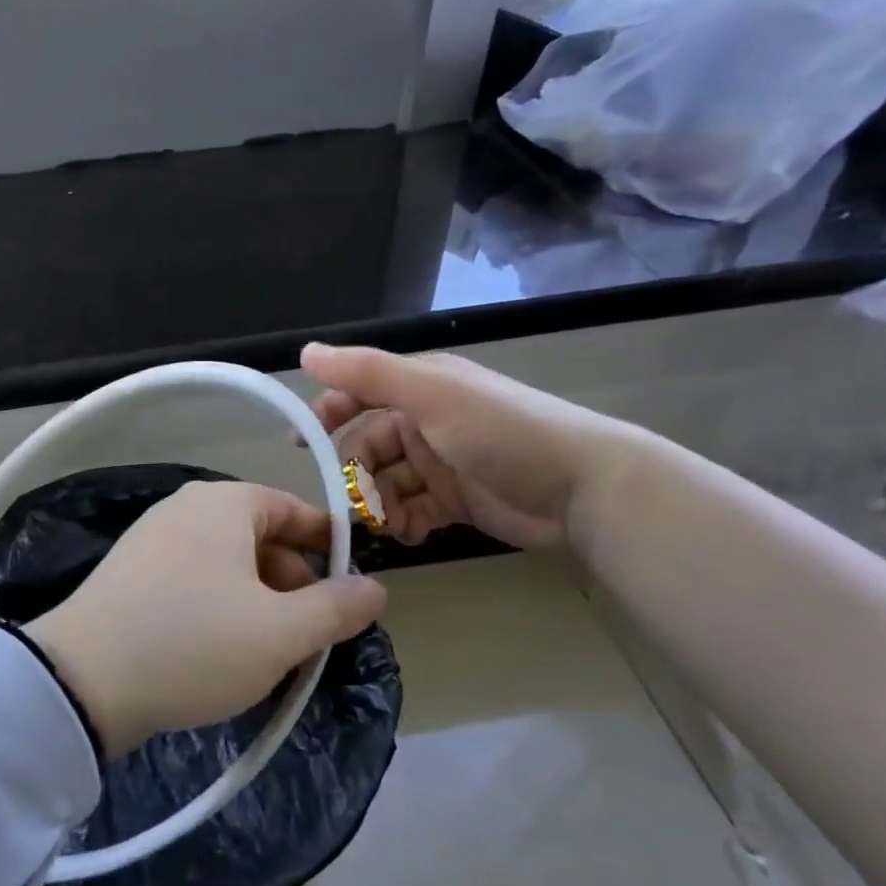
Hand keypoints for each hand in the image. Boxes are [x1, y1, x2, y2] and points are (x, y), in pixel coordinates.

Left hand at [26, 481, 386, 758]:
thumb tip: (375, 588)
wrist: (84, 679)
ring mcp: (152, 539)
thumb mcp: (281, 632)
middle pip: (260, 538)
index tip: (351, 588)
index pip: (293, 510)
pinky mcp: (130, 574)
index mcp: (224, 503)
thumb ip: (336, 608)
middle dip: (293, 585)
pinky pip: (194, 581)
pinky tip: (222, 655)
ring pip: (227, 565)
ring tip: (270, 655)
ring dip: (258, 604)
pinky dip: (220, 609)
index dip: (329, 547)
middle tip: (310, 638)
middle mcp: (185, 508)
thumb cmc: (195, 642)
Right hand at [302, 342, 645, 551]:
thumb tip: (304, 352)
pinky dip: (405, 522)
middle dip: (357, 474)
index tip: (304, 447)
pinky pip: (412, 509)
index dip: (328, 416)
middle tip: (356, 502)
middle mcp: (425, 421)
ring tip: (389, 524)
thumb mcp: (431, 394)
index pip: (358, 394)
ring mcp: (440, 463)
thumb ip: (367, 374)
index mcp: (419, 388)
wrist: (582, 490)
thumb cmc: (502, 432)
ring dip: (380, 504)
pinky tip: (411, 532)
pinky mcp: (454, 501)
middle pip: (367, 446)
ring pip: (386, 483)